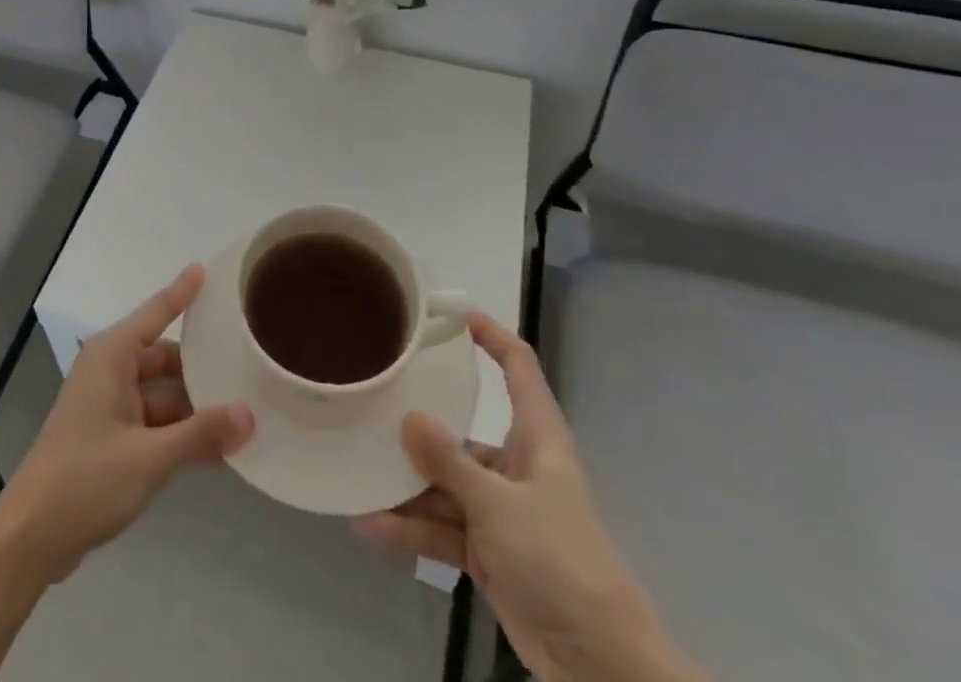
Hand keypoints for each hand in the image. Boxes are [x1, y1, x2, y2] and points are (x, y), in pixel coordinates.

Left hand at [0, 265, 253, 584]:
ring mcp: (108, 404)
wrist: (31, 537)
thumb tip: (249, 414)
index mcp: (112, 355)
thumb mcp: (150, 457)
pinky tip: (215, 452)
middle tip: (246, 370)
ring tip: (242, 419)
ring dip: (194, 410)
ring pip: (161, 394)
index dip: (182, 292)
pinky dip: (178, 433)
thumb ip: (200, 434)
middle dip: (201, 370)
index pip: (156, 312)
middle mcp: (110, 370)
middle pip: (164, 358)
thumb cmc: (86, 480)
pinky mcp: (108, 436)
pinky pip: (152, 422)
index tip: (204, 269)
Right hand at [352, 314, 704, 681]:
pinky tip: (370, 525)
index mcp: (537, 440)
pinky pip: (442, 529)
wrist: (602, 666)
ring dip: (406, 487)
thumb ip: (451, 462)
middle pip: (463, 433)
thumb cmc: (560, 561)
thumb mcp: (500, 506)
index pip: (519, 369)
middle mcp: (517, 468)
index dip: (492, 336)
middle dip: (420, 426)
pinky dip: (411, 529)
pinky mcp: (489, 553)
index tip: (452, 313)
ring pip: (445, 485)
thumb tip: (409, 416)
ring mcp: (502, 512)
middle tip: (373, 402)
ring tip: (358, 473)